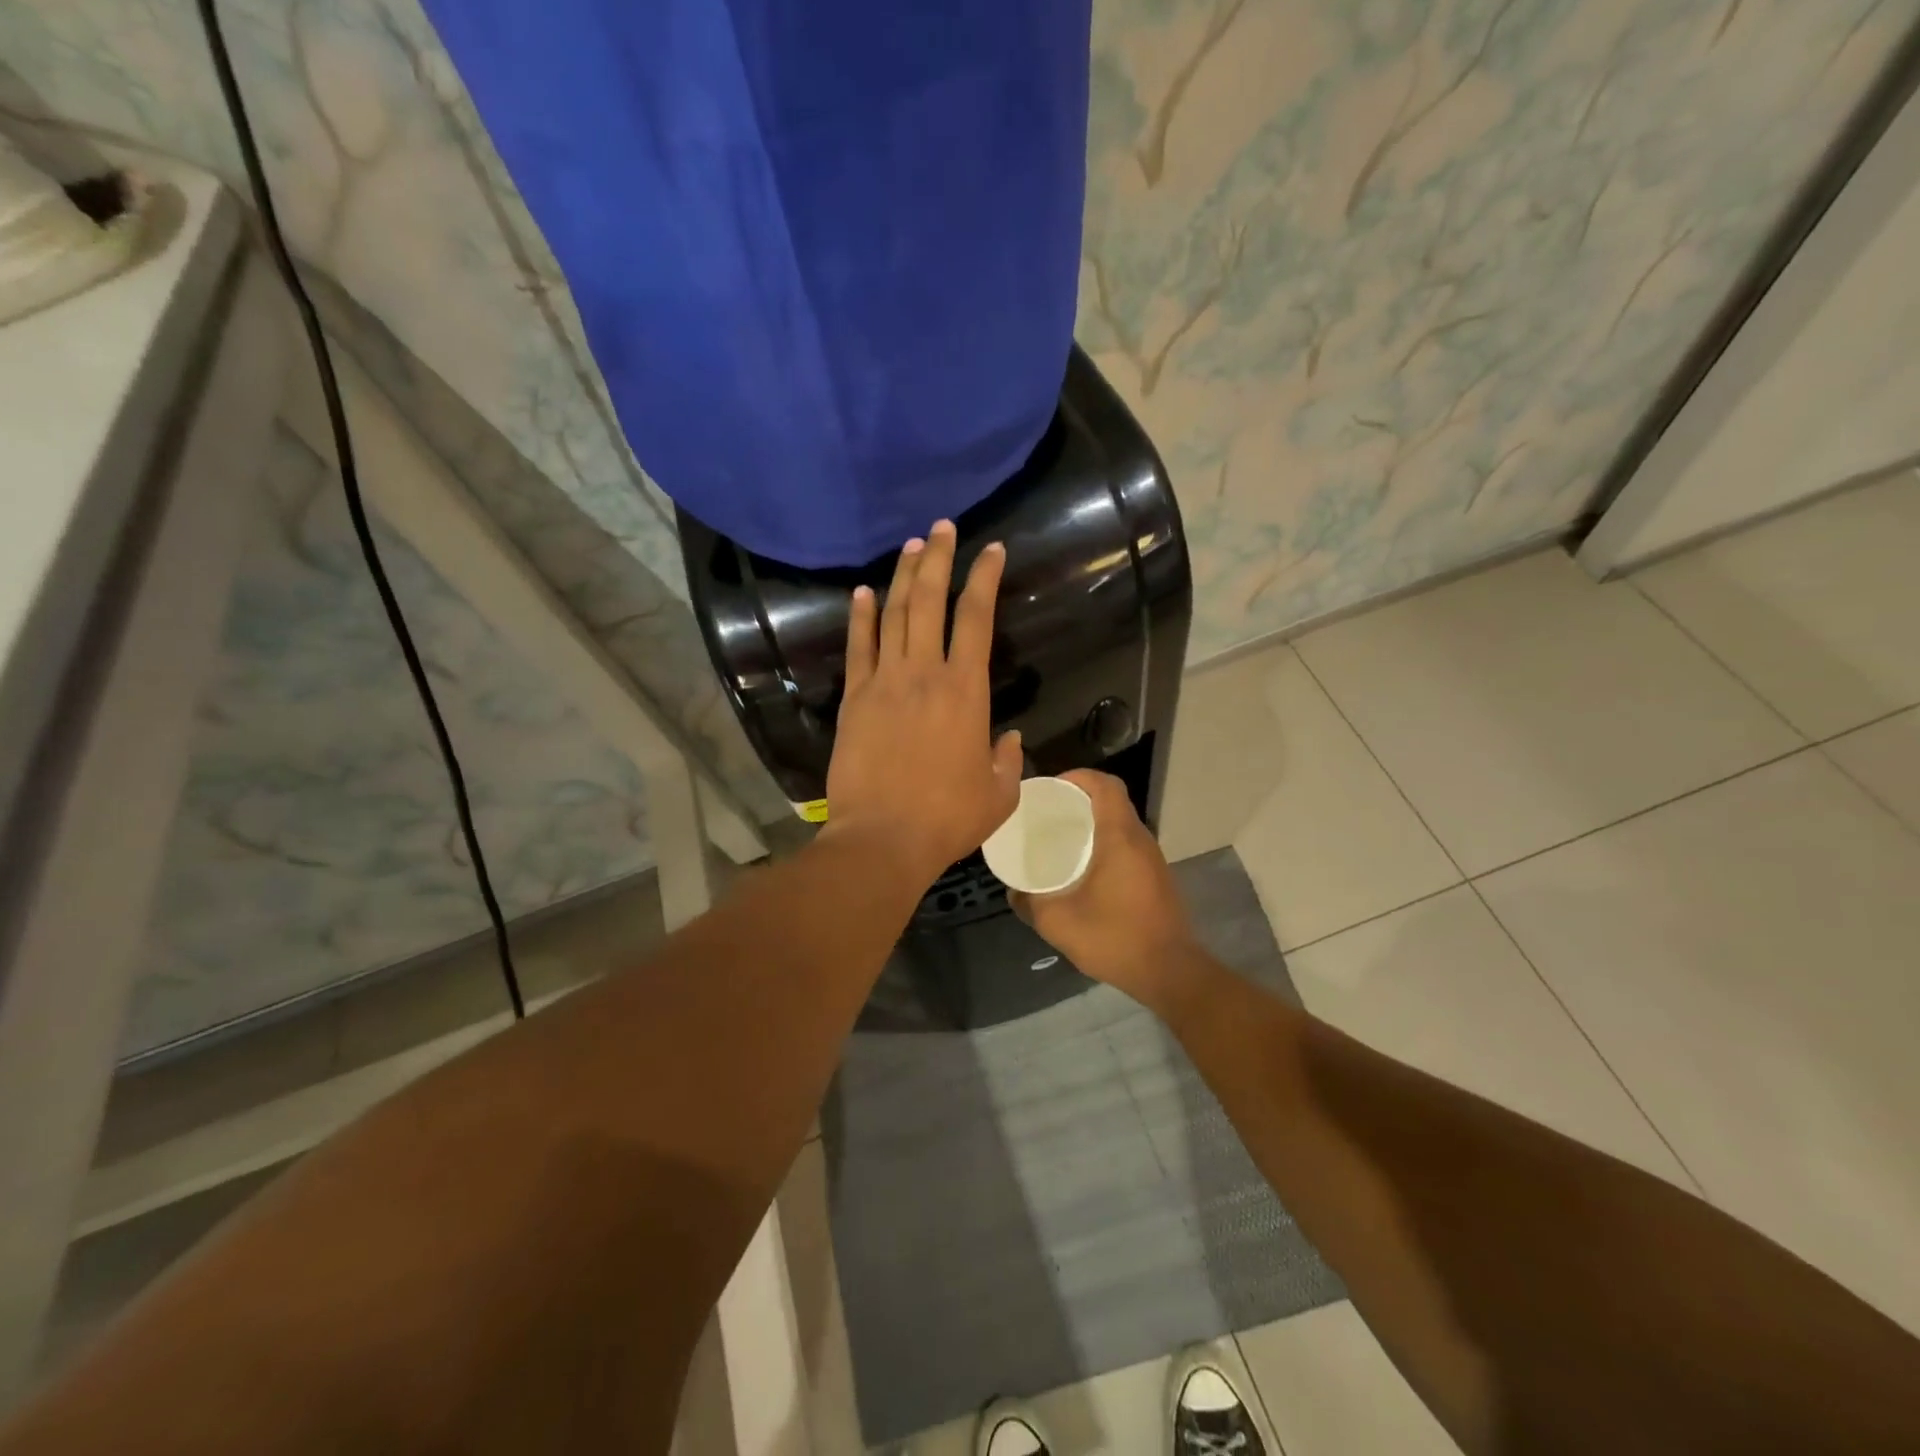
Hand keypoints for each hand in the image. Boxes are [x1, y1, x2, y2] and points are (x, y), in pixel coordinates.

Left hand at [824, 519, 1023, 886]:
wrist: (882, 839)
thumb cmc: (947, 818)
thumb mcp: (999, 794)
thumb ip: (1008, 760)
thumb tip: (1008, 738)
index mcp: (966, 691)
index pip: (977, 618)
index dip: (985, 578)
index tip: (992, 549)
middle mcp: (924, 673)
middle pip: (929, 601)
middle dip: (937, 559)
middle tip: (941, 527)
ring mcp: (884, 682)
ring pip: (893, 615)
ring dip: (902, 577)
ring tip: (910, 547)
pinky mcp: (854, 699)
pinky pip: (858, 648)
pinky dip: (859, 617)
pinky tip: (861, 592)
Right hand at [1010, 770, 1197, 1010]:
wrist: (1170, 972)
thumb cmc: (1115, 938)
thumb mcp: (1059, 922)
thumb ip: (1030, 903)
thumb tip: (1013, 891)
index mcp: (1120, 837)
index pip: (1105, 785)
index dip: (1078, 777)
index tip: (1050, 789)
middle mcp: (1140, 839)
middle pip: (1112, 800)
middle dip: (1079, 798)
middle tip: (1048, 813)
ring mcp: (1152, 858)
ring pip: (1121, 822)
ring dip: (1094, 821)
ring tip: (1061, 836)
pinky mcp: (1156, 876)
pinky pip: (1128, 844)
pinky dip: (1105, 841)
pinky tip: (1084, 866)